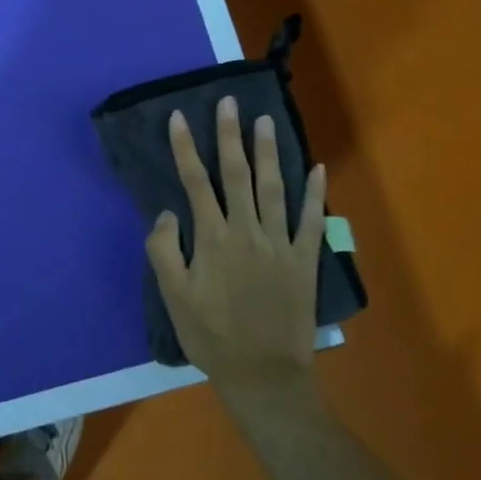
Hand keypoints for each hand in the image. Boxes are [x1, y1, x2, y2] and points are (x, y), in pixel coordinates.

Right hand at [146, 95, 327, 393]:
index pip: (195, 181)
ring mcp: (280, 244)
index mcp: (212, 238)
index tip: (179, 117)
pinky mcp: (305, 261)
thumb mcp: (173, 297)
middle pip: (236, 174)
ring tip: (265, 122)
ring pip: (273, 188)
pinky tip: (316, 168)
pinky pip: (311, 221)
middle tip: (229, 103)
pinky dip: (314, 193)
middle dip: (230, 136)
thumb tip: (169, 212)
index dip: (185, 147)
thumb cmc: (211, 336)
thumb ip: (164, 250)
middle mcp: (247, 231)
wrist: (264, 376)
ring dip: (269, 152)